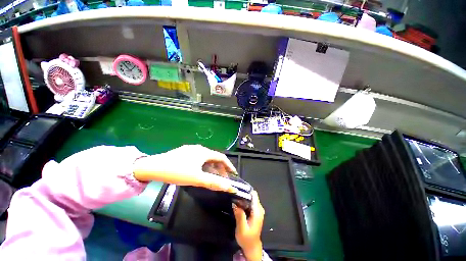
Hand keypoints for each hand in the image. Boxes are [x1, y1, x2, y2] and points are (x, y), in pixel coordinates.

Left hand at [133, 145, 237, 192]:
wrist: (152, 167)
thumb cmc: (177, 172)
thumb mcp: (196, 179)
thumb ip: (214, 183)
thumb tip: (229, 187)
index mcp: (204, 152)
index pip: (221, 157)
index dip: (229, 165)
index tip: (233, 174)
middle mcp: (199, 148)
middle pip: (214, 157)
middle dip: (220, 168)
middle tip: (222, 178)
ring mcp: (191, 149)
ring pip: (206, 158)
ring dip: (211, 167)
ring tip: (212, 176)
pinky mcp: (184, 152)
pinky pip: (199, 158)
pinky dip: (203, 165)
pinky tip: (199, 171)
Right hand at [233, 191, 264, 260]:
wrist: (251, 246)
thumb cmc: (247, 239)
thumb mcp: (242, 229)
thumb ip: (239, 215)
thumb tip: (234, 203)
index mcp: (257, 212)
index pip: (254, 195)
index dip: (246, 191)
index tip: (238, 190)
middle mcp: (259, 209)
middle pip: (252, 196)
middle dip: (243, 195)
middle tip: (234, 196)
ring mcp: (257, 210)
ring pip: (250, 199)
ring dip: (242, 198)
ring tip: (234, 199)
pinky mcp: (255, 212)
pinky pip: (249, 203)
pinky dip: (243, 202)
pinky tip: (237, 204)